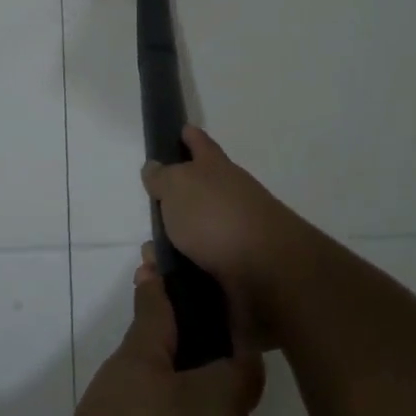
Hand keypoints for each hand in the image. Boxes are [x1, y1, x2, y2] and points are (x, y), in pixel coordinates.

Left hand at [27, 262, 263, 415]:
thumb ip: (231, 376)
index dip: (163, 279)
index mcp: (139, 363)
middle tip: (261, 399)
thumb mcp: (213, 408)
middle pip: (177, 379)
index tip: (161, 254)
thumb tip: (236, 357)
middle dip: (219, 392)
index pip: (154, 305)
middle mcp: (125, 403)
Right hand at [142, 126, 312, 350]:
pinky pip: (196, 274)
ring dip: (169, 250)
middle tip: (148, 216)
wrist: (267, 274)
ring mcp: (234, 238)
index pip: (201, 144)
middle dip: (171, 207)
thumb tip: (155, 167)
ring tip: (149, 262)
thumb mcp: (178, 185)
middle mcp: (229, 199)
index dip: (190, 136)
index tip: (181, 130)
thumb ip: (162, 177)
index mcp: (216, 170)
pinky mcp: (234, 275)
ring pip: (193, 239)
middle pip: (196, 196)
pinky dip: (178, 278)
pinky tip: (162, 284)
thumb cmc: (216, 217)